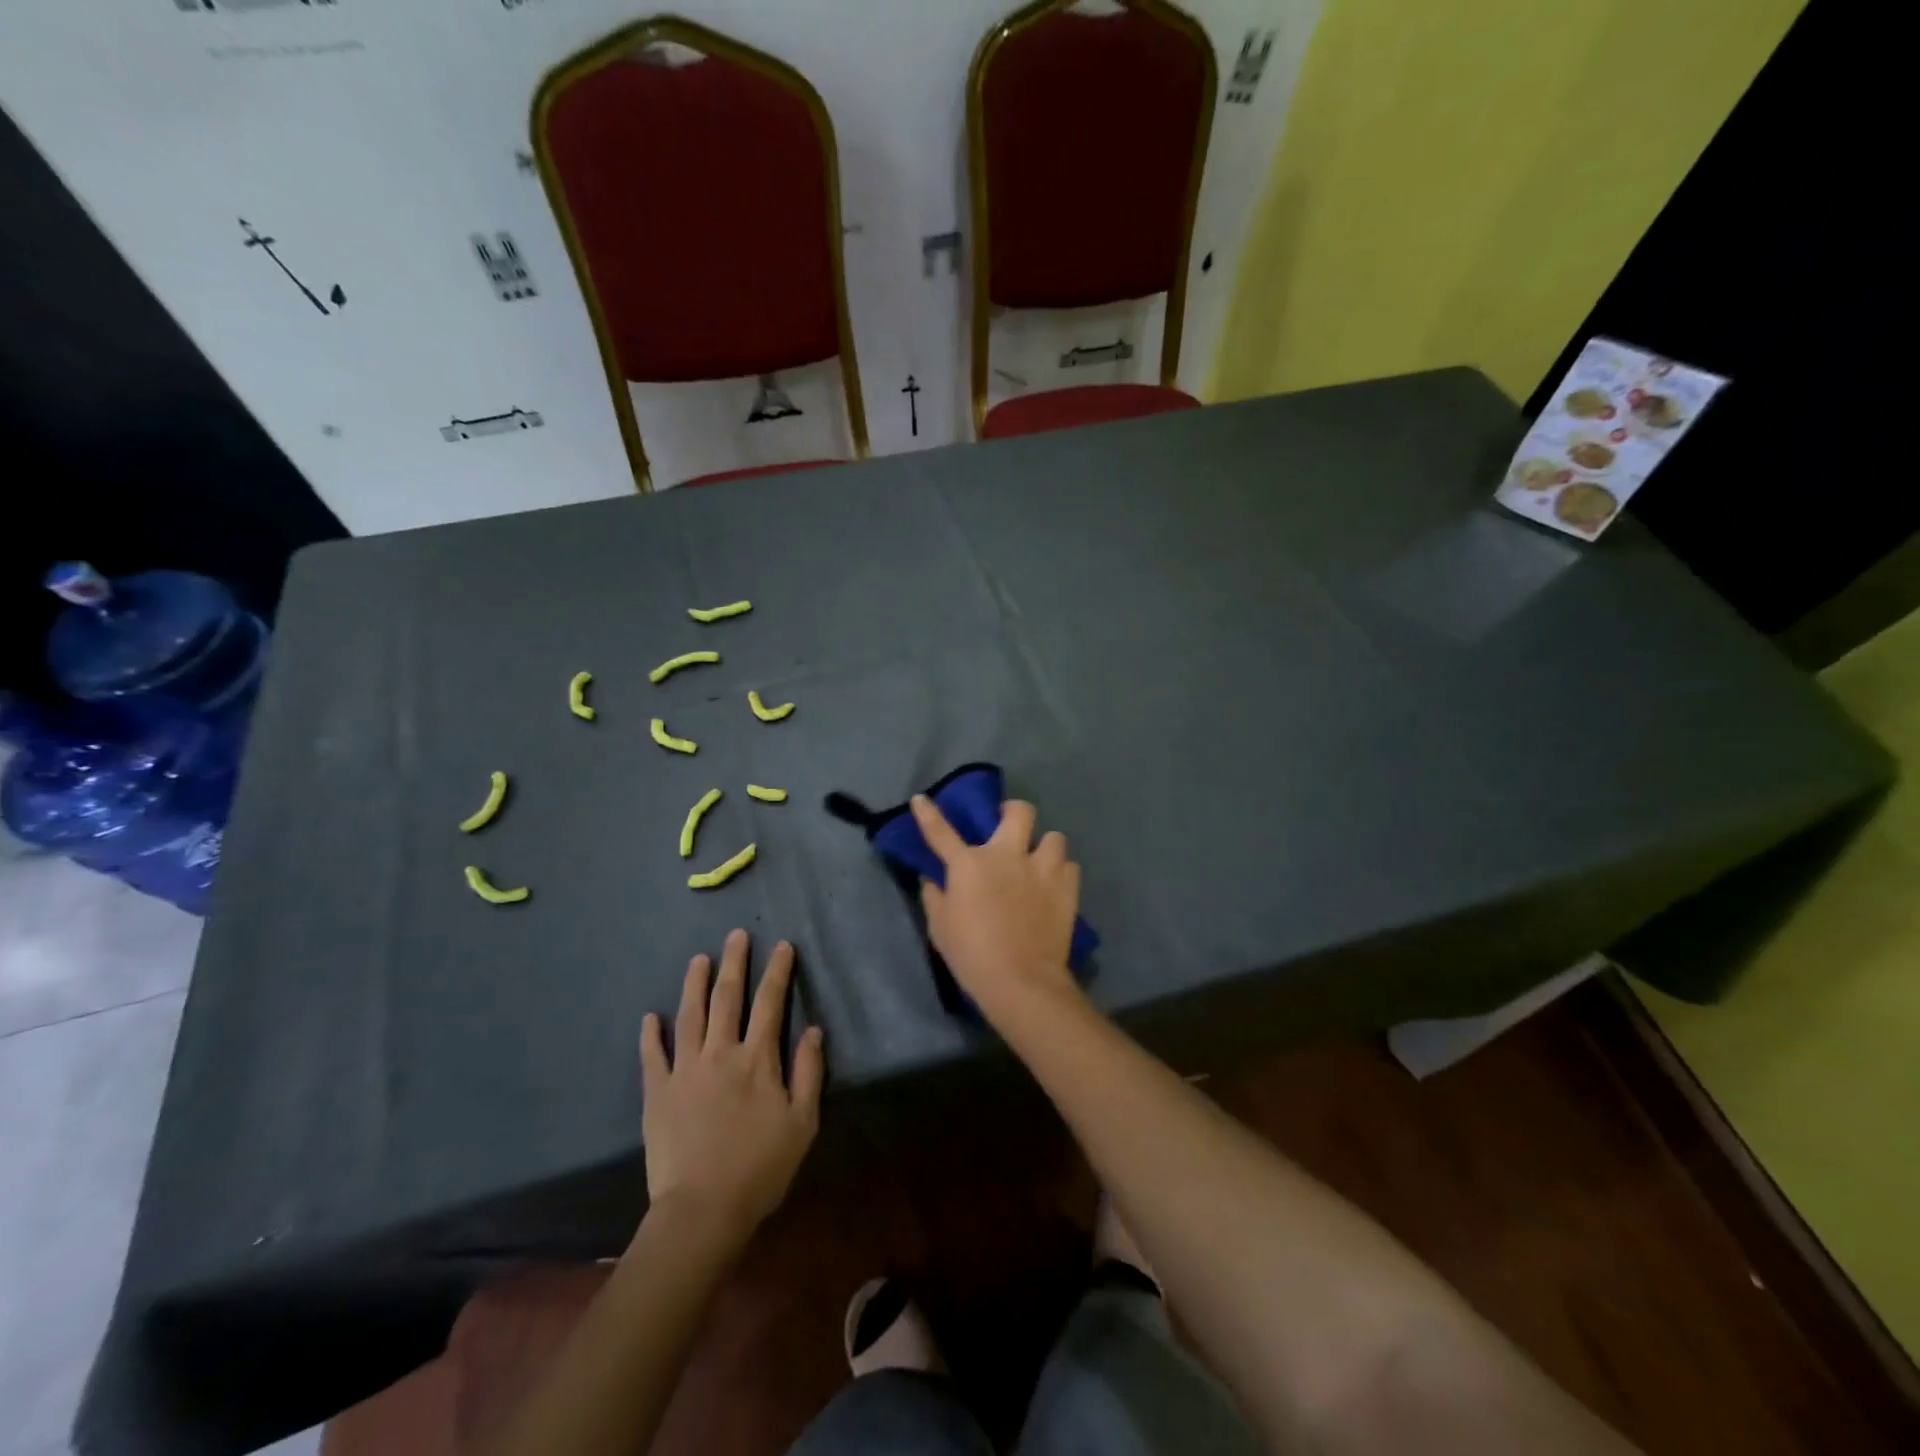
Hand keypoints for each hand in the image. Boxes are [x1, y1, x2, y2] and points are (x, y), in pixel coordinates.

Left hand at [639, 930, 824, 1242]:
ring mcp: (685, 1071)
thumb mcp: (802, 1123)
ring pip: (689, 1015)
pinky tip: (651, 1017)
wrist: (702, 1210)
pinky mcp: (657, 1093)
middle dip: (735, 963)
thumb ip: (809, 1072)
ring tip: (698, 958)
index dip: (778, 972)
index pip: (770, 1003)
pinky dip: (651, 1034)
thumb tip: (813, 1030)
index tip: (782, 946)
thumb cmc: (760, 1168)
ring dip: (694, 984)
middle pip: (728, 998)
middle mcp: (720, 1053)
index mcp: (757, 1059)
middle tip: (737, 935)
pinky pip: (652, 1056)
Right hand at [910, 795, 1084, 1023]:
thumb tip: (932, 878)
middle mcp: (1007, 856)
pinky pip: (1069, 866)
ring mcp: (1041, 869)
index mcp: (970, 864)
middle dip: (1013, 812)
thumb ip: (934, 896)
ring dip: (1044, 847)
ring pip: (1054, 836)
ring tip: (1039, 863)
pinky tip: (1054, 886)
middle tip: (1007, 826)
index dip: (928, 813)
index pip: (941, 831)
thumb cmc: (972, 955)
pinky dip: (1061, 873)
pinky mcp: (1067, 888)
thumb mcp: (940, 928)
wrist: (1021, 981)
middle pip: (1020, 811)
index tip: (921, 799)